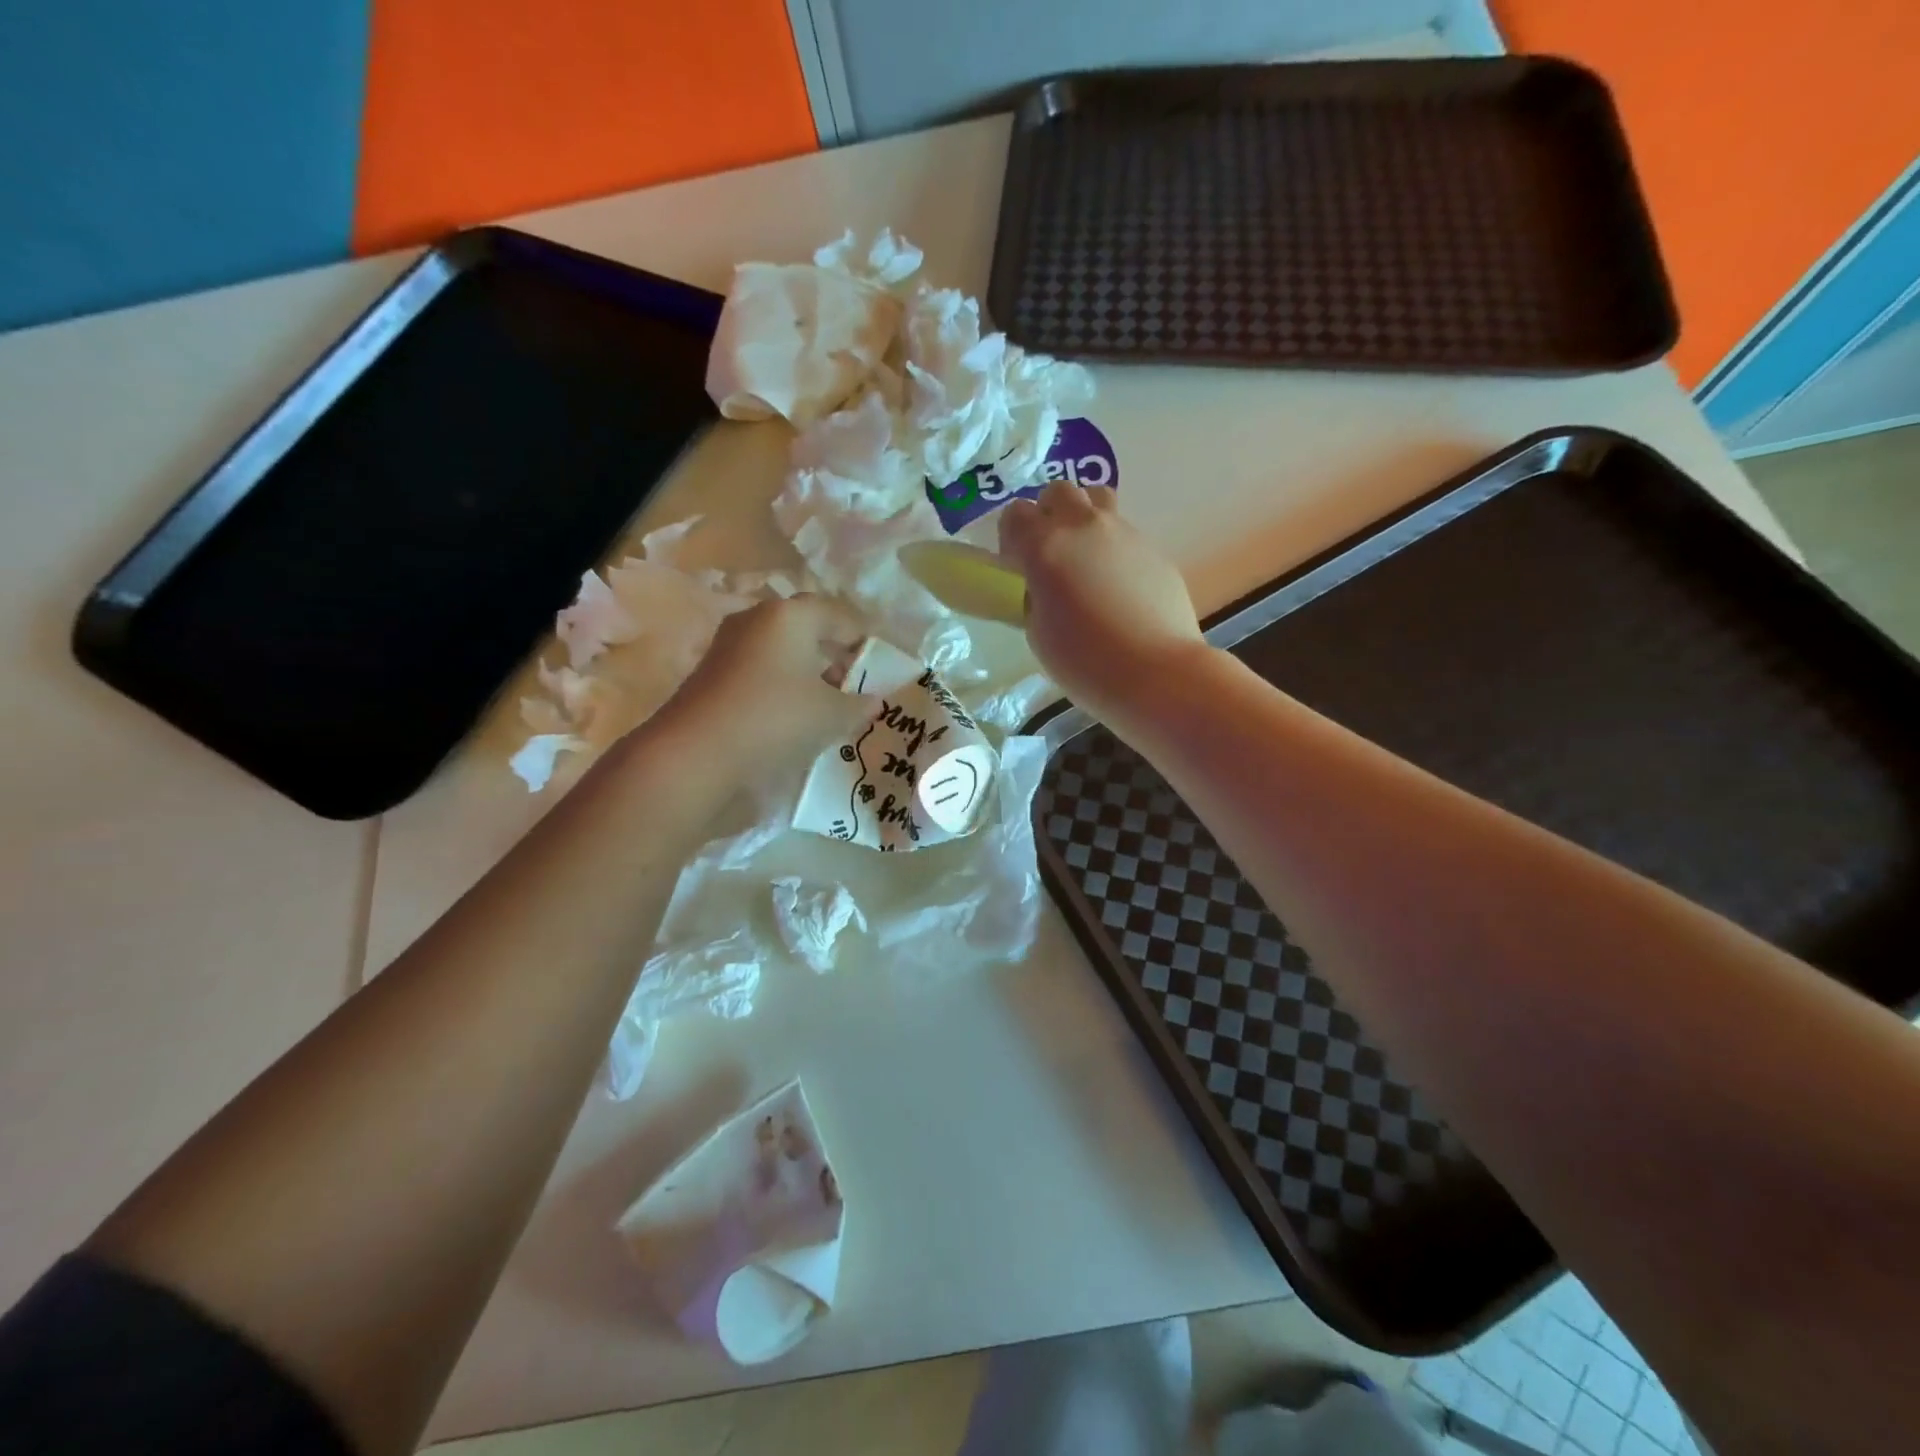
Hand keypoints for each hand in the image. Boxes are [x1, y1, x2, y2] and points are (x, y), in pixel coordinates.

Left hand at [649, 596, 872, 774]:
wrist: (696, 752)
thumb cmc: (776, 719)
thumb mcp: (832, 715)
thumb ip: (859, 704)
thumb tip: (873, 700)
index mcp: (791, 614)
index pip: (839, 615)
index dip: (863, 640)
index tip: (879, 666)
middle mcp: (757, 618)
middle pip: (807, 627)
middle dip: (833, 653)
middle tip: (854, 683)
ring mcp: (729, 643)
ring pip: (780, 648)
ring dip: (806, 670)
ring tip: (825, 702)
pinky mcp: (711, 671)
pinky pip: (759, 668)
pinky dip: (780, 683)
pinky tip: (790, 713)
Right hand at [999, 482, 1206, 718]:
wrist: (1156, 673)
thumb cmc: (1084, 662)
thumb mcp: (1038, 633)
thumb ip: (1034, 597)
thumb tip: (1043, 587)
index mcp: (1045, 546)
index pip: (1015, 514)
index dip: (1011, 537)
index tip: (1015, 566)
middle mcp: (1084, 527)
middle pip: (1059, 492)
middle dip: (1048, 514)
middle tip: (1049, 554)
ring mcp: (1125, 533)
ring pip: (1098, 500)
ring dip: (1083, 518)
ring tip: (1084, 558)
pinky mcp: (1154, 549)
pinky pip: (1125, 533)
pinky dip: (1113, 548)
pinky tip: (1118, 588)